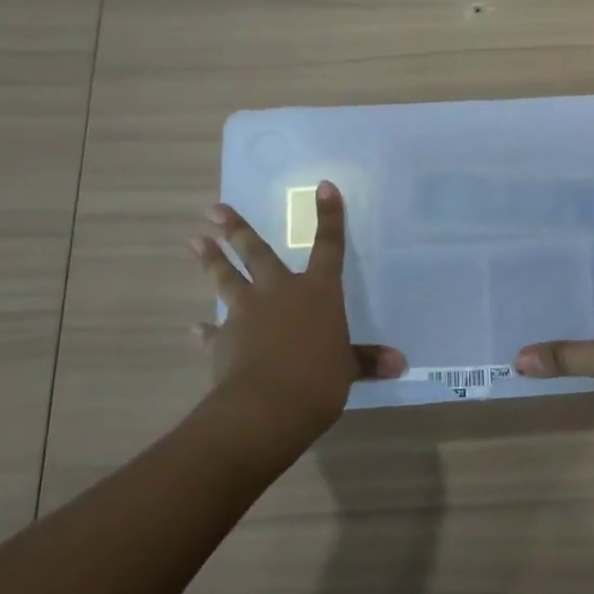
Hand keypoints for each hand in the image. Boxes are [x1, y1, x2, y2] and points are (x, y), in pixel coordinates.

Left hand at [193, 181, 406, 437]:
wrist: (266, 406)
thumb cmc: (318, 380)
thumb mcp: (348, 370)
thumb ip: (367, 361)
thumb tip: (400, 363)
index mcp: (318, 292)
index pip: (328, 247)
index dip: (329, 217)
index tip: (324, 187)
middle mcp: (280, 292)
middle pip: (257, 253)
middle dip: (237, 230)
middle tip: (215, 210)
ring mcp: (247, 313)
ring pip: (227, 279)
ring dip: (212, 261)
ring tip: (196, 242)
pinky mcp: (223, 340)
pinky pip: (213, 332)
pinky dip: (205, 331)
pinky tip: (194, 329)